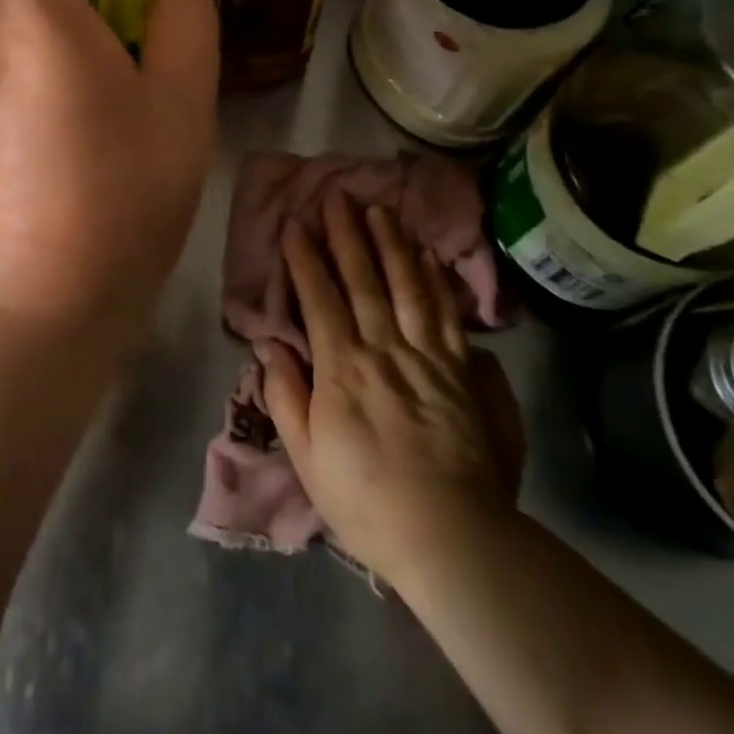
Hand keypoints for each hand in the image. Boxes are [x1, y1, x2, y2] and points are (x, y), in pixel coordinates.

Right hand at [259, 191, 524, 582]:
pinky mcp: (464, 372)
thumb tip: (268, 346)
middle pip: (364, 280)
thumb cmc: (367, 501)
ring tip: (380, 210)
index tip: (296, 223)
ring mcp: (429, 357)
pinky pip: (446, 314)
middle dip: (348, 234)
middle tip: (338, 195)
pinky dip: (435, 280)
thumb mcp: (308, 457)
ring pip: (408, 286)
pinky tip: (428, 256)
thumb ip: (286, 396)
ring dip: (391, 244)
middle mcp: (385, 349)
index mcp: (343, 369)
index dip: (306, 258)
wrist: (453, 537)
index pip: (320, 299)